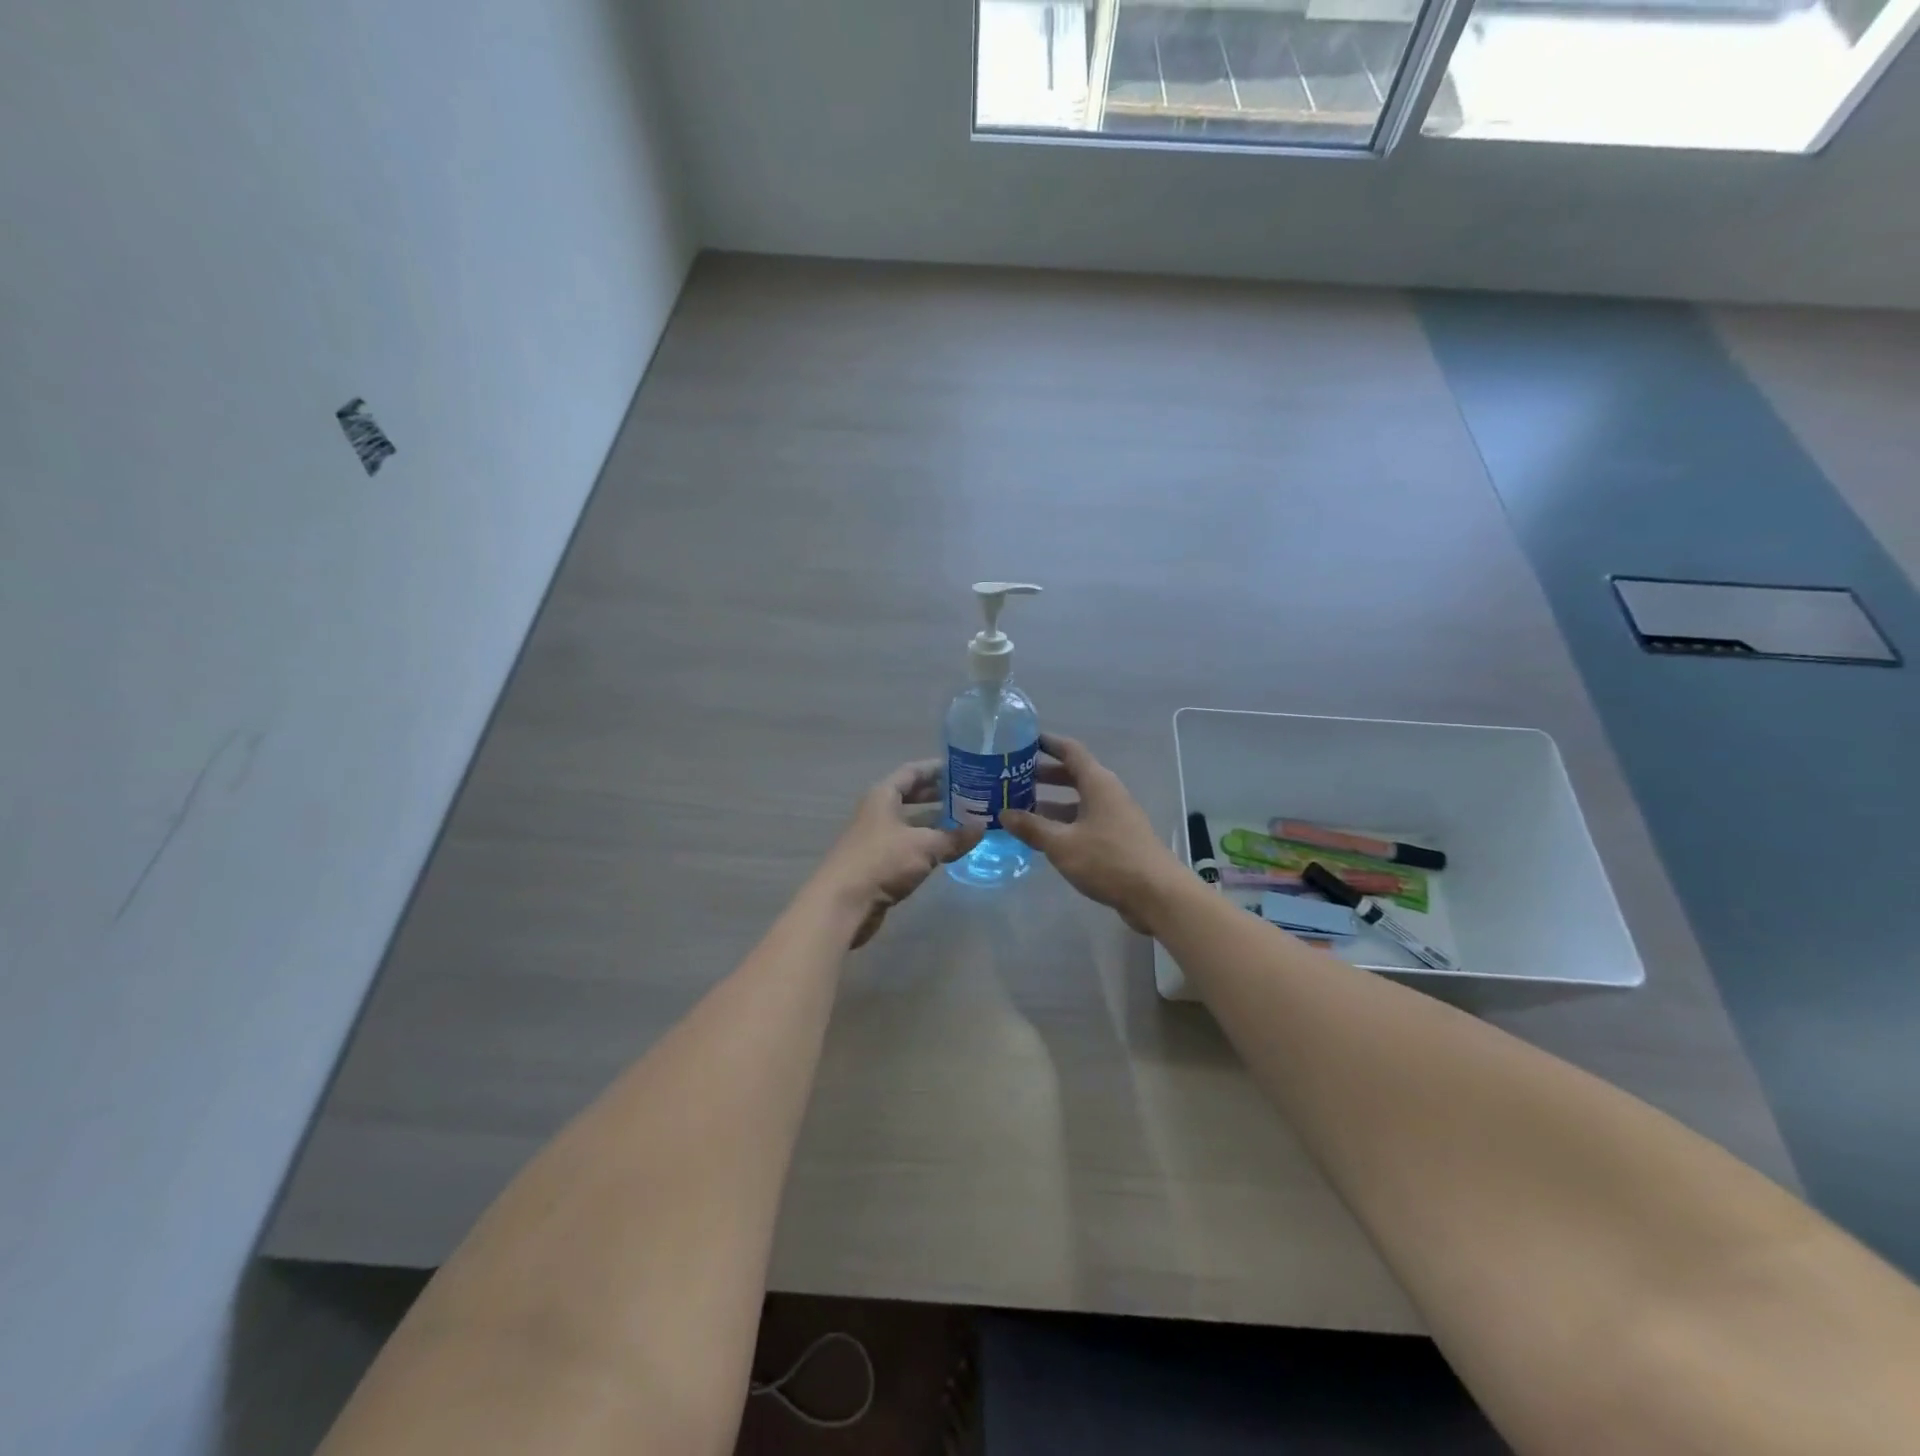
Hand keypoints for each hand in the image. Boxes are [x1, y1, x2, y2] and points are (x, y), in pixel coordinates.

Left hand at [815, 761, 983, 948]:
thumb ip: (954, 837)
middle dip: (938, 795)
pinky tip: (947, 849)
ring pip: (910, 822)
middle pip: (910, 796)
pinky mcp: (878, 862)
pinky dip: (927, 843)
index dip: (936, 768)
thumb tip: (982, 828)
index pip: (912, 772)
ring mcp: (876, 838)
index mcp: (883, 796)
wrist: (843, 903)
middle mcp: (878, 812)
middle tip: (969, 795)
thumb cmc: (882, 861)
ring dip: (934, 821)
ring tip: (965, 821)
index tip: (962, 767)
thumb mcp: (924, 846)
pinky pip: (908, 845)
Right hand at [1002, 734, 1186, 935]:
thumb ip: (1032, 828)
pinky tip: (1043, 837)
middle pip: (1072, 775)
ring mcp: (1114, 816)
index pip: (1070, 750)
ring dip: (1050, 802)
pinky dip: (1063, 823)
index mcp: (1097, 783)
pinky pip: (1084, 821)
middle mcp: (1107, 793)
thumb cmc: (1108, 860)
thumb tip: (1004, 813)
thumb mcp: (1062, 844)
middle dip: (1043, 775)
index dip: (1047, 743)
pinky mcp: (1116, 838)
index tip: (1021, 741)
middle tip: (1012, 779)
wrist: (1157, 894)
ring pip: (1077, 801)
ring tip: (1019, 808)